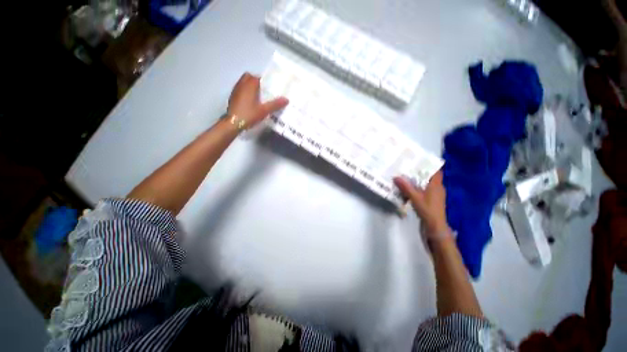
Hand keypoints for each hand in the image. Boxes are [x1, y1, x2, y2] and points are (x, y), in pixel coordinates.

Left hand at [228, 73, 288, 127]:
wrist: (233, 123)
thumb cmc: (249, 114)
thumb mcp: (264, 111)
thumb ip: (275, 104)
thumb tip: (286, 99)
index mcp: (249, 85)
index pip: (257, 77)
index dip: (264, 81)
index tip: (270, 87)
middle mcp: (241, 85)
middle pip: (248, 77)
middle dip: (256, 81)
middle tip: (263, 91)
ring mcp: (235, 91)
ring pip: (243, 83)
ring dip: (250, 86)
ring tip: (258, 96)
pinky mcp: (232, 98)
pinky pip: (240, 90)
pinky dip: (245, 92)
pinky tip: (250, 102)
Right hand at [394, 171, 449, 238]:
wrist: (435, 226)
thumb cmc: (427, 209)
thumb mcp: (415, 197)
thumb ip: (405, 187)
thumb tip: (396, 177)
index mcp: (436, 185)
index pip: (436, 171)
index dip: (429, 165)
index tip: (419, 161)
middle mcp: (438, 188)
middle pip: (430, 177)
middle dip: (420, 172)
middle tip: (408, 168)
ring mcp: (436, 195)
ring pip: (427, 184)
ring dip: (419, 181)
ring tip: (407, 177)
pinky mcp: (432, 201)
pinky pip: (425, 190)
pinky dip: (419, 188)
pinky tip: (410, 189)